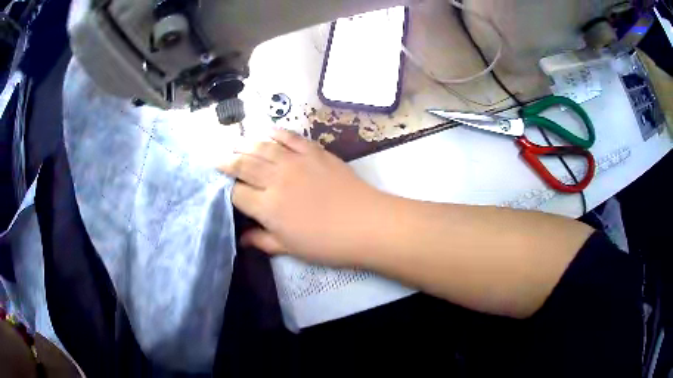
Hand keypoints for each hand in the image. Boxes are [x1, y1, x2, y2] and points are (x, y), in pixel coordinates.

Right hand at [218, 128, 386, 266]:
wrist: (366, 224)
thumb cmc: (327, 244)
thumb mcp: (291, 248)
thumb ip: (263, 240)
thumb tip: (242, 239)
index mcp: (268, 207)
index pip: (237, 193)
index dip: (226, 190)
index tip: (221, 188)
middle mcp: (276, 179)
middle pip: (244, 164)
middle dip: (227, 161)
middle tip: (218, 158)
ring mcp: (296, 161)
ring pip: (262, 147)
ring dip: (245, 143)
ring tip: (236, 143)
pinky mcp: (315, 152)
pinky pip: (290, 137)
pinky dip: (276, 132)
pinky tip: (267, 131)